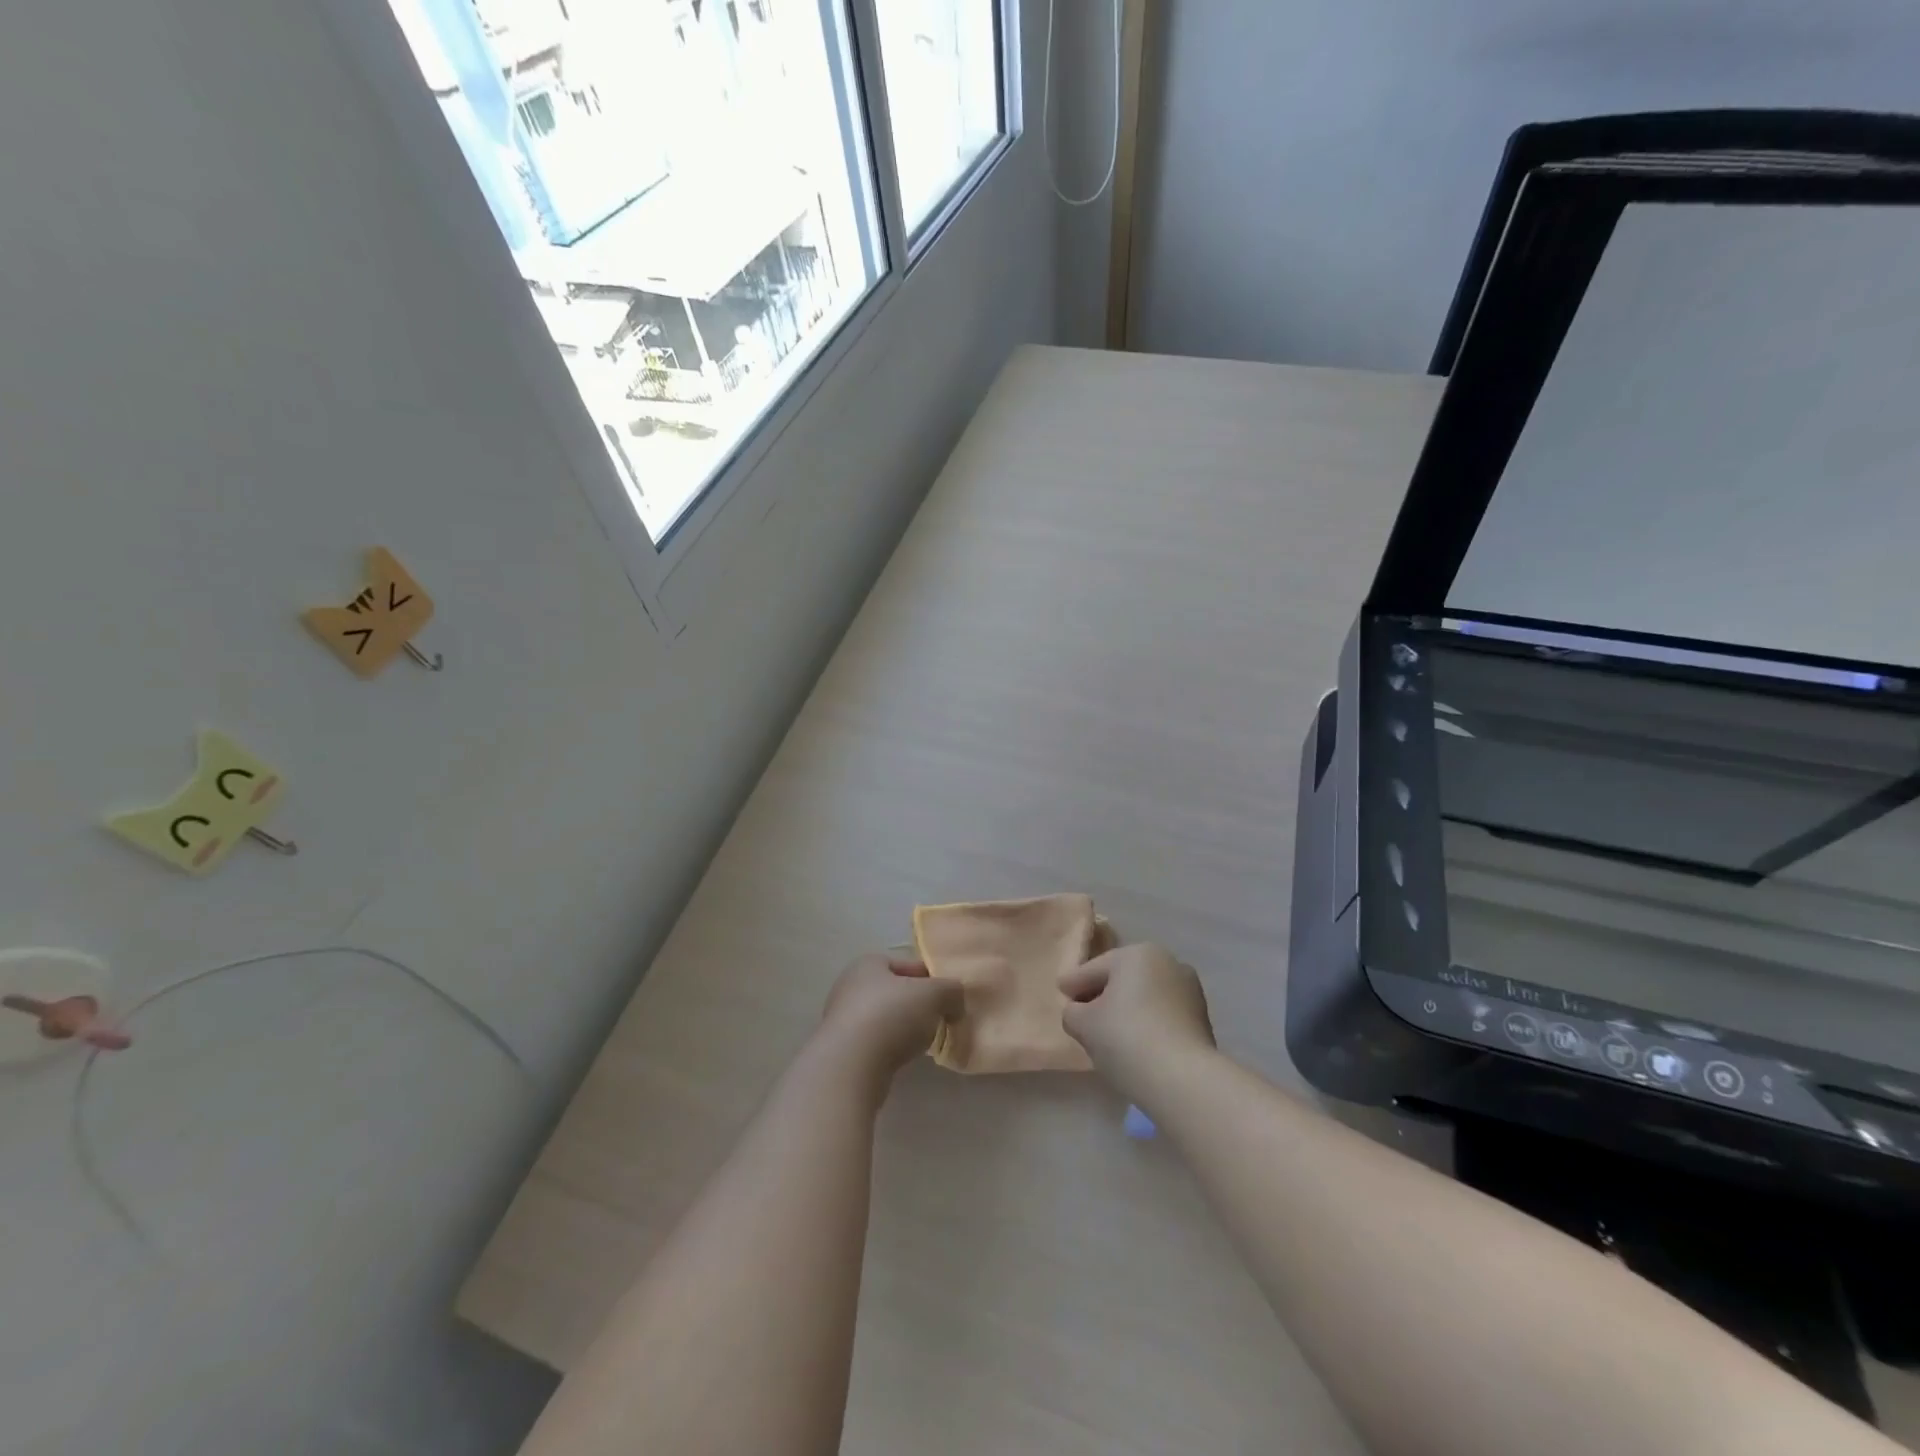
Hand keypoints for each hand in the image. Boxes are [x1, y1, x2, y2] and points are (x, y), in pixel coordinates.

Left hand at [817, 953, 963, 1092]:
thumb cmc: (892, 1016)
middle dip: (918, 1005)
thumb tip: (955, 1003)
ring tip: (924, 1042)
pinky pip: (875, 1042)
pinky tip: (903, 1058)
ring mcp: (842, 1019)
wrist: (851, 1066)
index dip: (932, 978)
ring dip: (905, 1028)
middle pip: (896, 992)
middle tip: (940, 1019)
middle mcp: (850, 986)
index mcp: (868, 964)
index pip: (908, 964)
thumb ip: (951, 991)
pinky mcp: (842, 1050)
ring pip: (885, 1018)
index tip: (949, 996)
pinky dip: (891, 1047)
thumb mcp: (934, 994)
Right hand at [1059, 944, 1215, 1103]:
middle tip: (1082, 1015)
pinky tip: (1137, 1044)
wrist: (1183, 1080)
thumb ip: (1072, 1012)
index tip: (1061, 993)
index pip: (1094, 969)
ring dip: (1128, 1009)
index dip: (1073, 983)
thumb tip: (1079, 1012)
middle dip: (1102, 994)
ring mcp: (1190, 990)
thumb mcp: (1083, 1024)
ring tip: (1111, 1034)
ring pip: (1145, 997)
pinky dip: (1148, 1024)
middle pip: (1122, 979)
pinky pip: (1163, 1015)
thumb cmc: (1125, 1039)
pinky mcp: (1202, 1019)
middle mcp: (1168, 962)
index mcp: (1137, 953)